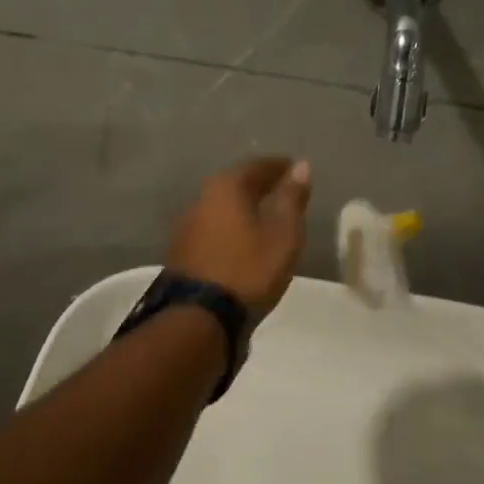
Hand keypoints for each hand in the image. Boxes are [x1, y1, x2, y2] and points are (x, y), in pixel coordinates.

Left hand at [166, 158, 311, 316]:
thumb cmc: (249, 269)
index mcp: (226, 186)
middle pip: (236, 184)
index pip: (257, 166)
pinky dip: (232, 228)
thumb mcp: (283, 233)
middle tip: (282, 191)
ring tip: (266, 217)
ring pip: (223, 207)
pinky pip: (214, 228)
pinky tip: (243, 241)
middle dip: (260, 185)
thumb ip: (291, 198)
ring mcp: (187, 226)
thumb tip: (301, 166)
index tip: (296, 170)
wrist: (199, 318)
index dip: (279, 167)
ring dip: (244, 208)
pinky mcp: (182, 252)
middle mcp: (201, 198)